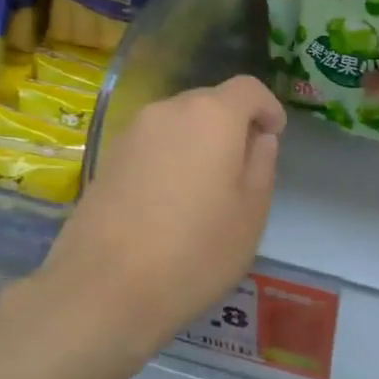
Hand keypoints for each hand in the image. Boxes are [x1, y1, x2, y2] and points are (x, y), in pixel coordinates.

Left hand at [35, 75, 284, 366]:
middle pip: (210, 102)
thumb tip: (258, 138)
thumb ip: (262, 165)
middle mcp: (167, 110)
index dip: (268, 108)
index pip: (248, 89)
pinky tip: (169, 203)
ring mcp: (131, 133)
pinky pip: (151, 146)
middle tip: (243, 171)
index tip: (274, 137)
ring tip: (205, 191)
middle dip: (232, 126)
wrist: (104, 289)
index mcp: (211, 116)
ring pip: (178, 124)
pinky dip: (169, 159)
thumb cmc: (194, 252)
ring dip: (198, 143)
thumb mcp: (251, 214)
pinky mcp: (107, 159)